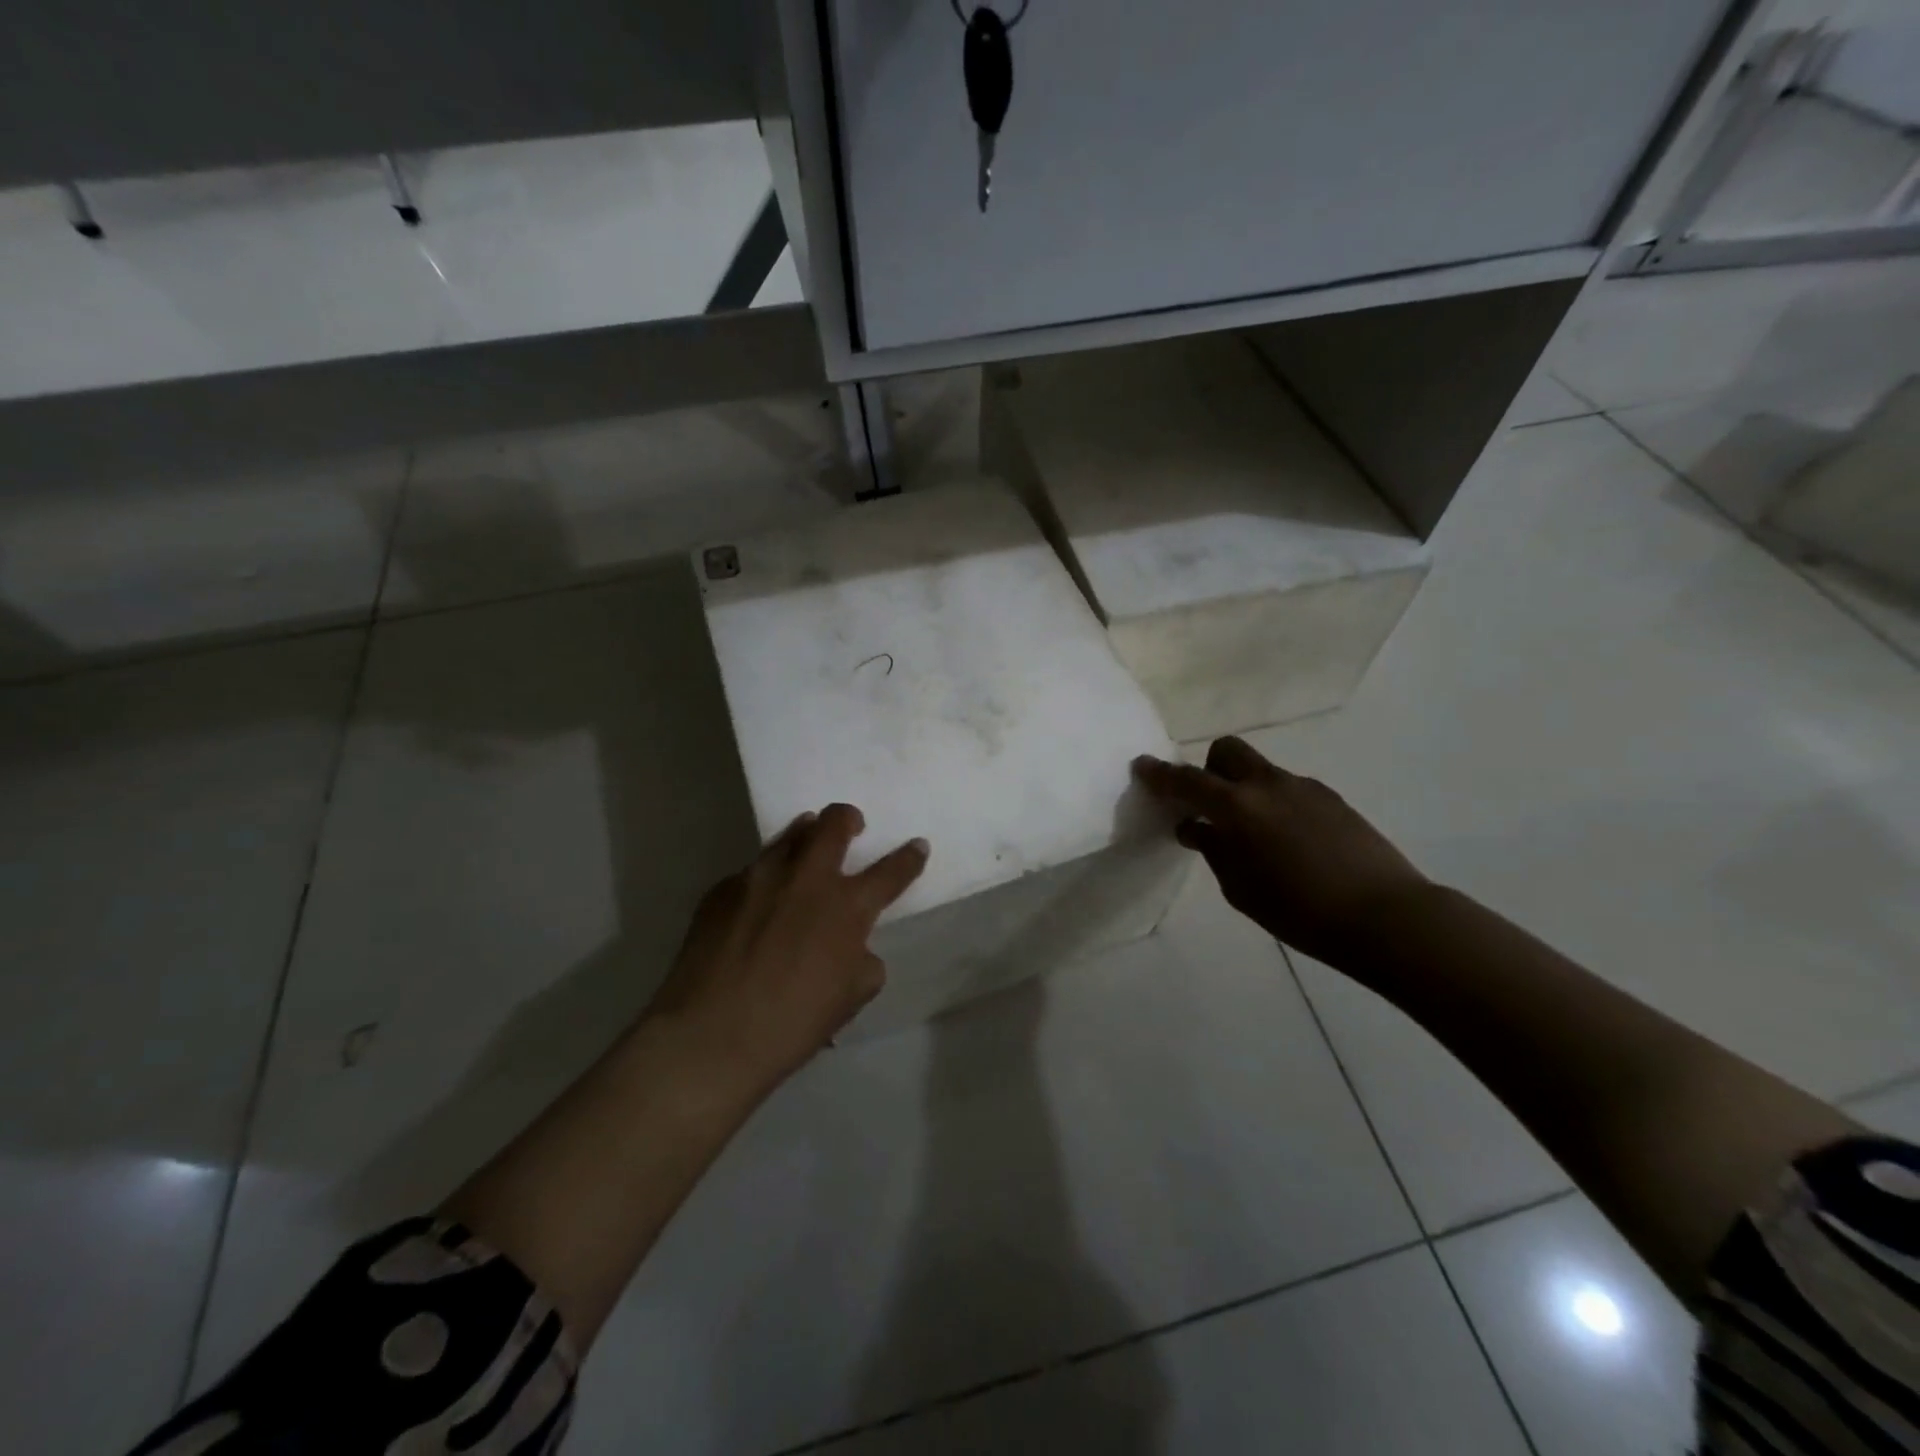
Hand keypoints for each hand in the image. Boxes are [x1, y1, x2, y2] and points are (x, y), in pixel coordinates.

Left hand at [644, 803, 928, 1089]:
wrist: (709, 1036)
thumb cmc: (792, 1024)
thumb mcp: (851, 997)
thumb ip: (863, 960)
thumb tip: (854, 946)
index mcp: (847, 907)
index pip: (891, 872)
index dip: (909, 857)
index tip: (917, 845)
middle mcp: (806, 879)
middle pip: (834, 824)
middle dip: (849, 818)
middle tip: (852, 824)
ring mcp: (760, 877)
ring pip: (790, 835)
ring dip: (806, 834)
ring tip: (807, 840)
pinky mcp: (721, 889)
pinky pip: (752, 871)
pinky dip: (766, 877)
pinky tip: (758, 900)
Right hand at [1132, 738, 1427, 965]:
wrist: (1385, 916)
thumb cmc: (1300, 911)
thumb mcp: (1240, 889)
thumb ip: (1213, 850)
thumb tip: (1196, 827)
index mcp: (1237, 807)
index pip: (1186, 781)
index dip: (1159, 774)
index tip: (1141, 766)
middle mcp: (1268, 785)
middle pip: (1227, 750)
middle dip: (1210, 768)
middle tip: (1211, 805)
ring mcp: (1304, 787)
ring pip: (1261, 772)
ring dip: (1246, 790)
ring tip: (1258, 838)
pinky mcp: (1332, 799)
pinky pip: (1289, 790)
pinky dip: (1276, 805)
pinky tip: (1292, 845)